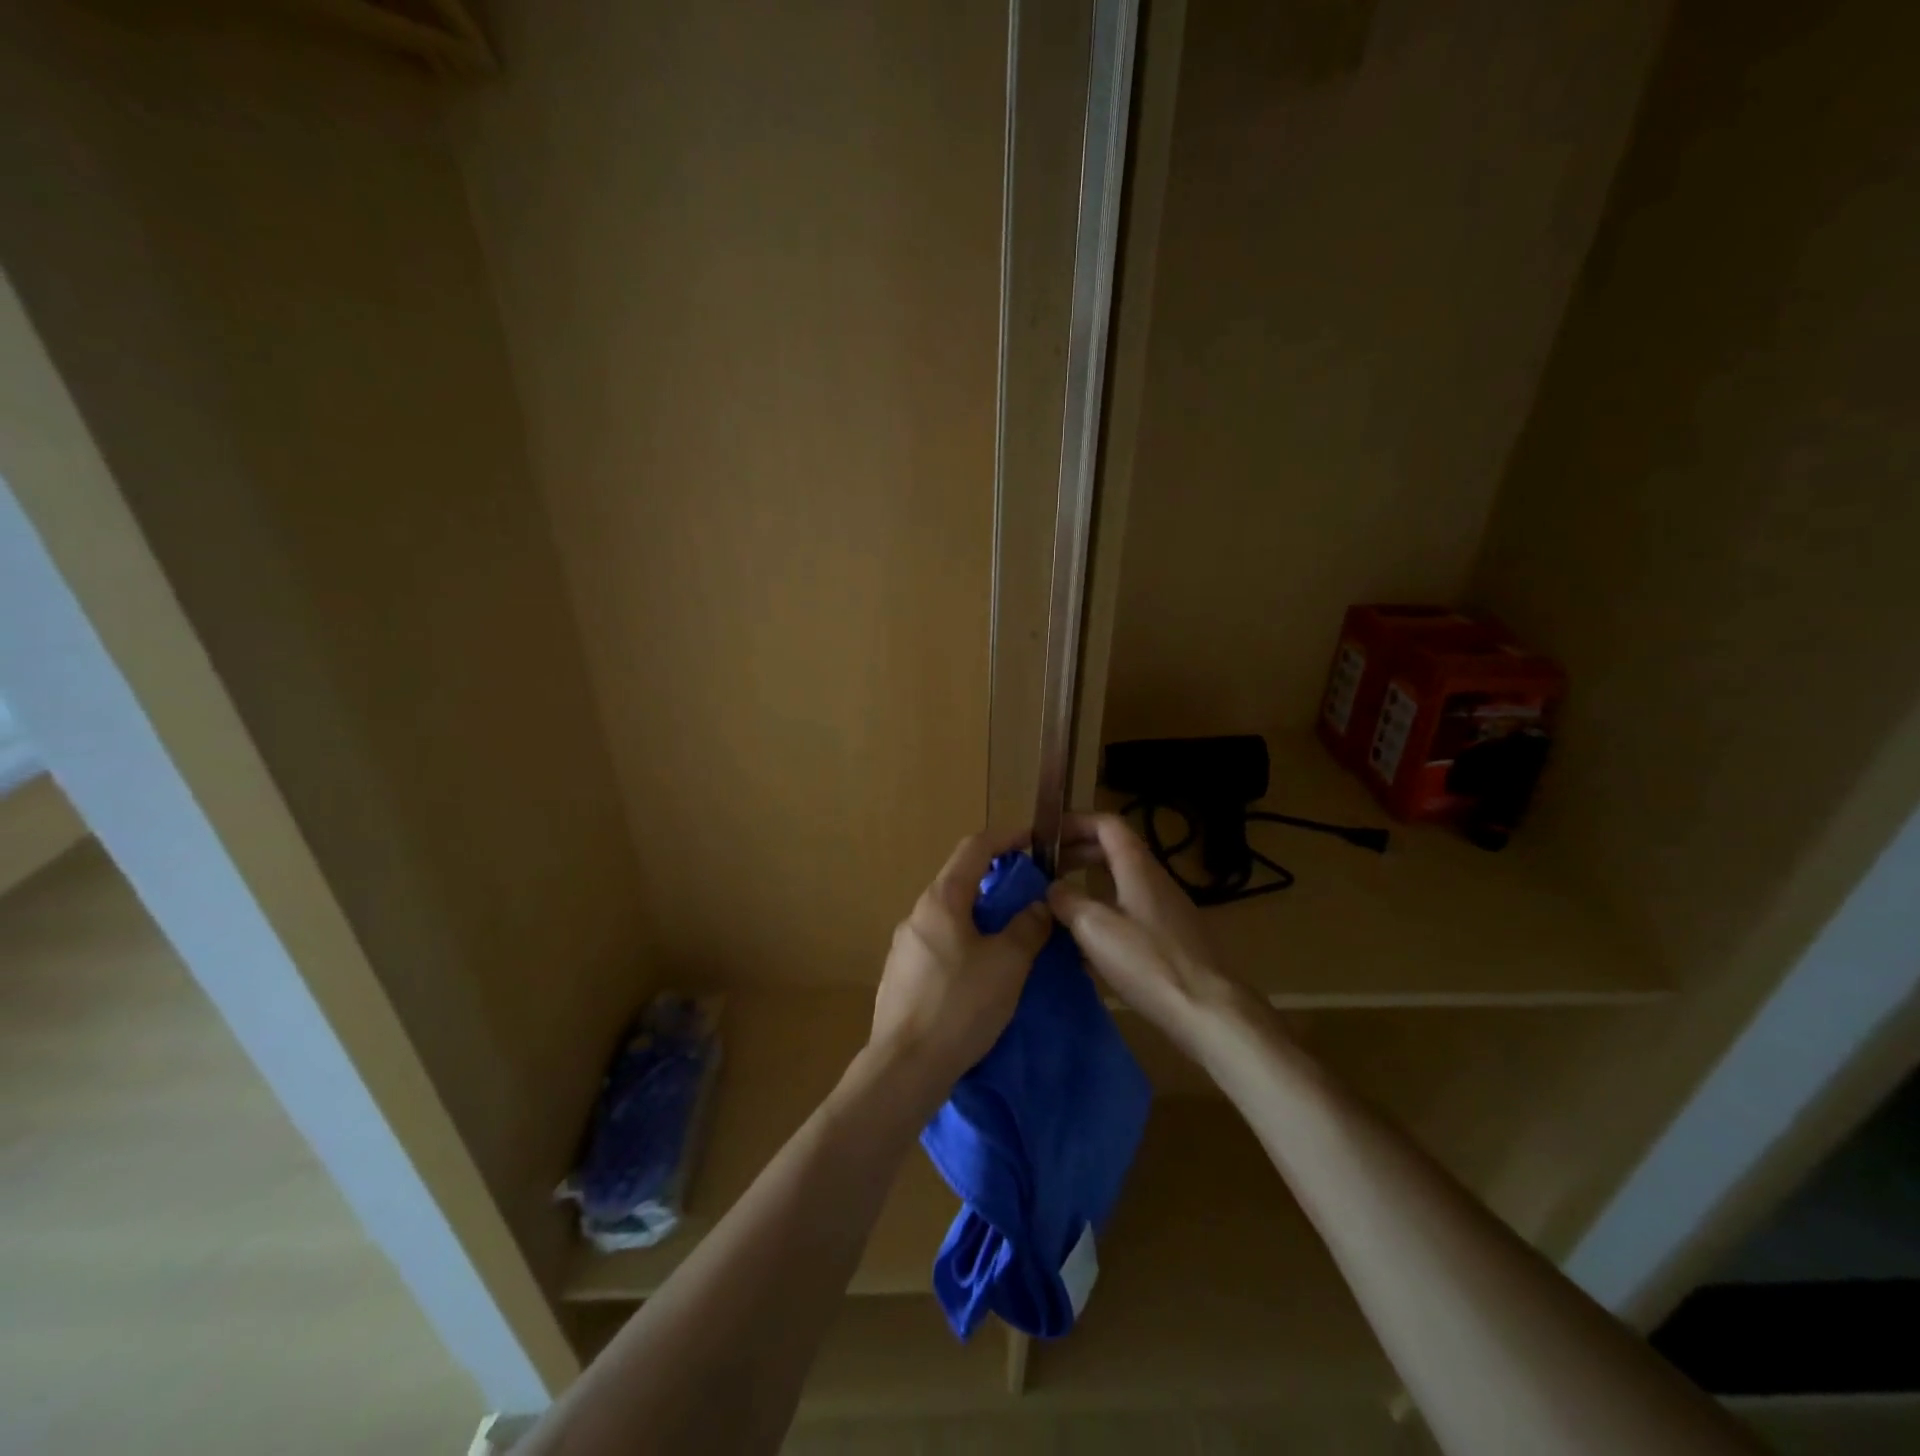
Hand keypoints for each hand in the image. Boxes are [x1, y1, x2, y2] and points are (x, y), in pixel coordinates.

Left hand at [869, 828, 1053, 1092]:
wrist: (905, 1067)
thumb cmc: (960, 1005)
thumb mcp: (1008, 964)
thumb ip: (1028, 928)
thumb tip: (1038, 906)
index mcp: (941, 900)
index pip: (974, 848)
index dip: (1006, 839)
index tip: (1032, 842)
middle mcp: (917, 915)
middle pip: (960, 882)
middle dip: (996, 884)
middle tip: (1030, 899)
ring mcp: (904, 947)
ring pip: (949, 918)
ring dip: (981, 918)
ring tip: (1010, 940)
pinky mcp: (900, 977)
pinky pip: (939, 946)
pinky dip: (964, 945)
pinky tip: (980, 976)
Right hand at [1048, 813, 1249, 1053]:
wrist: (1207, 1010)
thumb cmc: (1147, 962)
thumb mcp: (1095, 928)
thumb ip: (1067, 901)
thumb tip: (1052, 888)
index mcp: (1137, 866)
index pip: (1105, 823)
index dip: (1073, 823)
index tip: (1045, 838)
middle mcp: (1154, 879)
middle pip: (1112, 849)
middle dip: (1075, 854)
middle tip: (1045, 871)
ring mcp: (1165, 908)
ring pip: (1120, 881)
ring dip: (1087, 884)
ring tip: (1058, 904)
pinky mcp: (1170, 936)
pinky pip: (1129, 909)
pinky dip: (1103, 912)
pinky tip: (1086, 943)